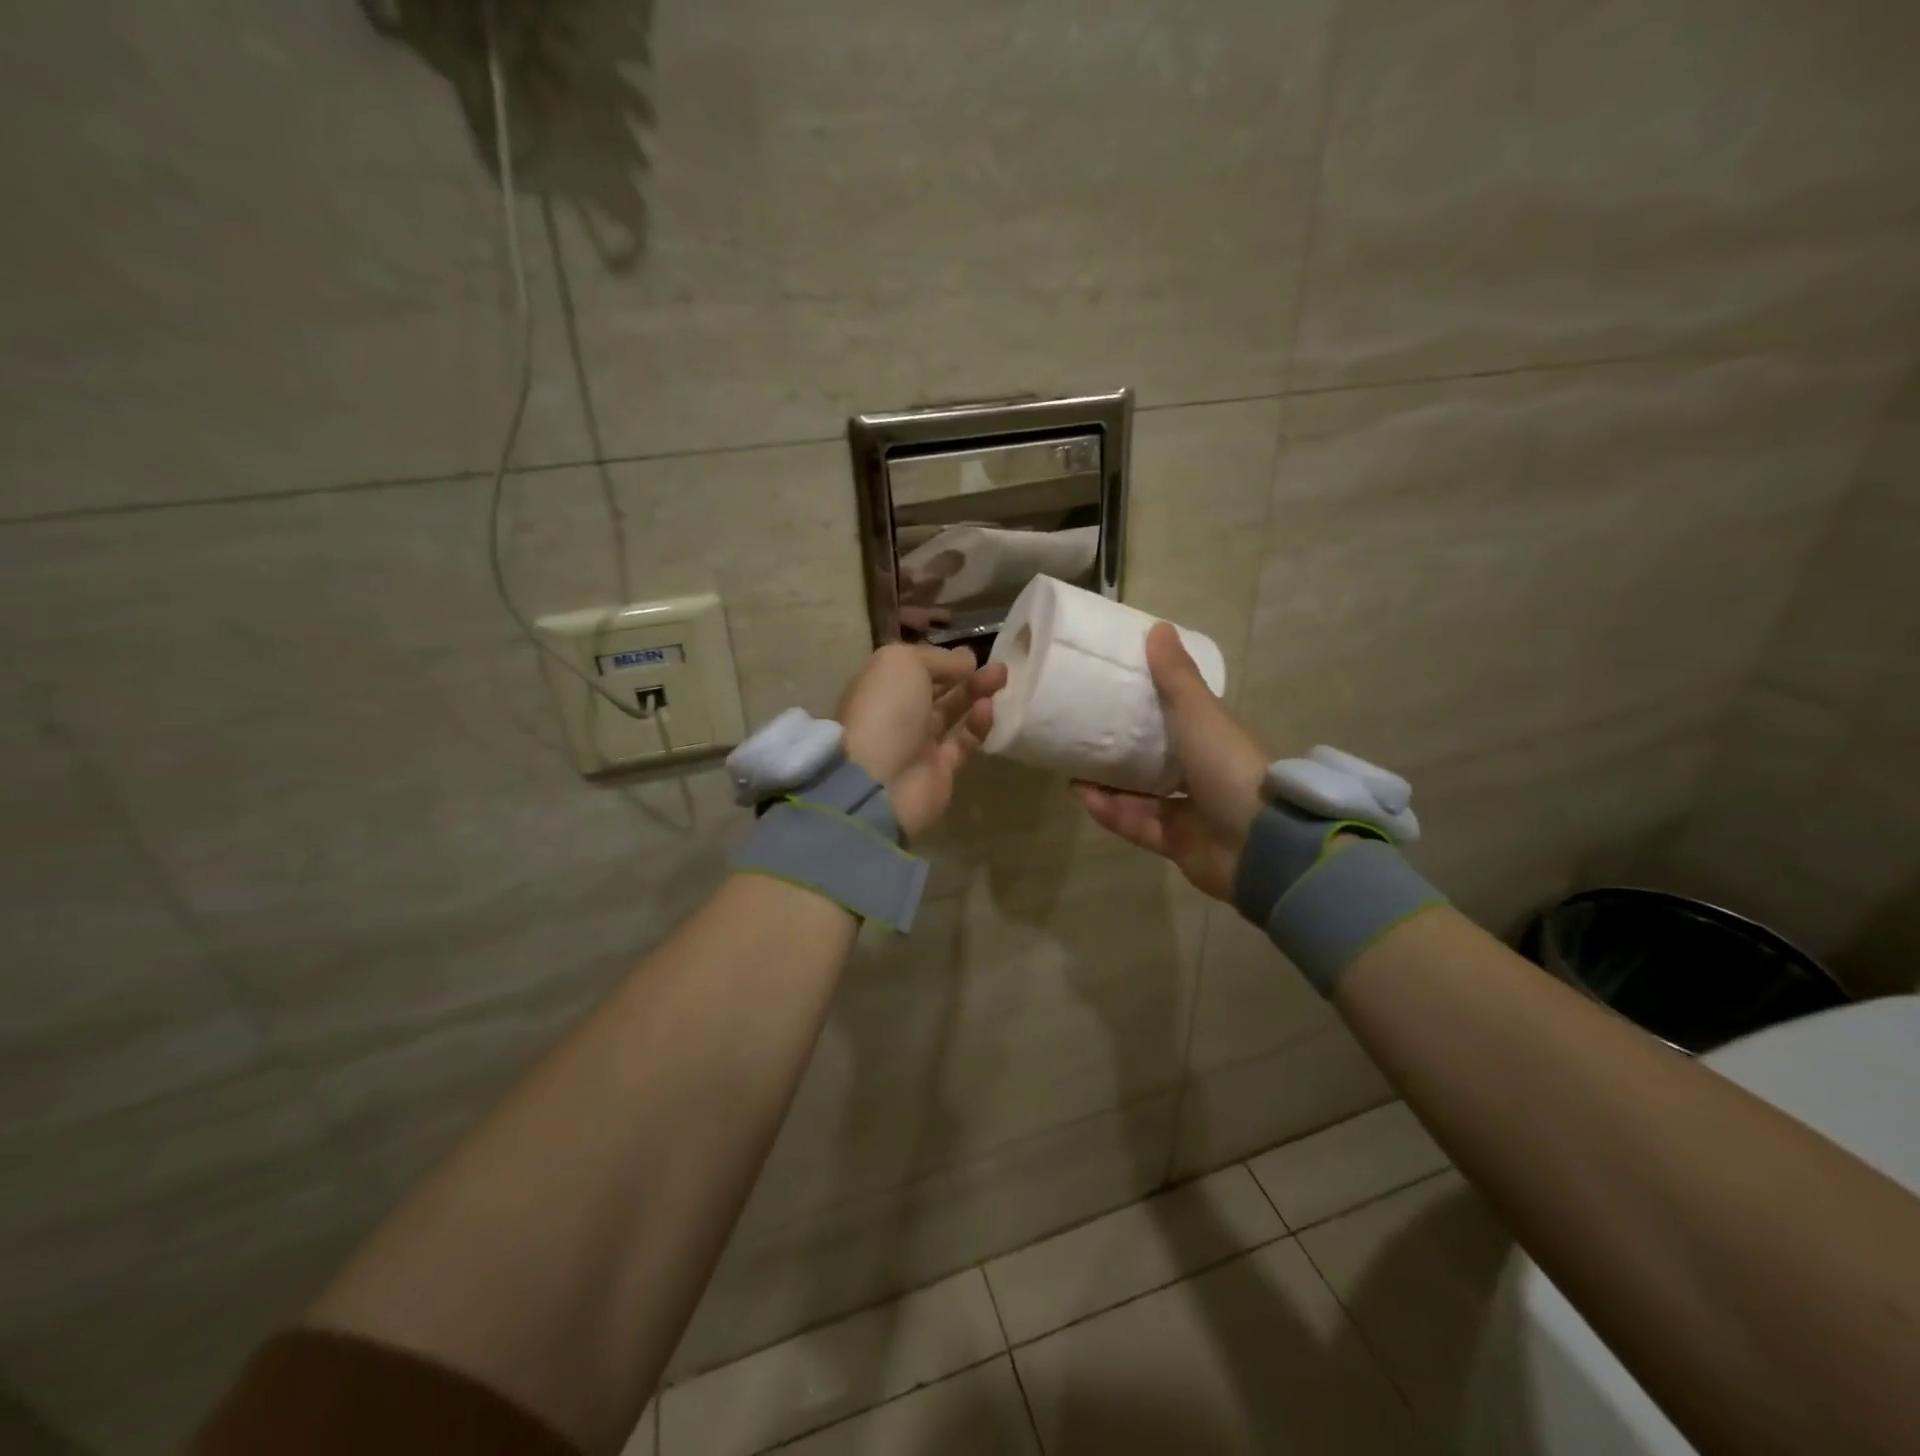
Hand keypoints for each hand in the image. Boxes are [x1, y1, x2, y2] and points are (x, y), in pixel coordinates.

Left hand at [839, 643, 1007, 840]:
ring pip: (952, 713)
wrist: (879, 781)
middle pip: (937, 689)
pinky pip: (962, 742)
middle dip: (966, 675)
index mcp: (881, 685)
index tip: (971, 653)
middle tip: (998, 666)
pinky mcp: (940, 769)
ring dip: (977, 694)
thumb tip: (966, 660)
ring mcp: (918, 743)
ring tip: (1002, 677)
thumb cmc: (886, 710)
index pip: (915, 667)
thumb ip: (938, 658)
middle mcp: (898, 713)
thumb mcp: (904, 663)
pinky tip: (988, 708)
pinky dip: (977, 725)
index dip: (942, 659)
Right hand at [1073, 623, 1268, 901]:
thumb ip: (1177, 677)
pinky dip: (1112, 812)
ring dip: (1108, 785)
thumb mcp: (1201, 714)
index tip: (1114, 696)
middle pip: (1157, 763)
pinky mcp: (1176, 845)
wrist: (1258, 843)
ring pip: (1141, 797)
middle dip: (1122, 753)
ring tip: (1073, 769)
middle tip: (1085, 736)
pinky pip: (1137, 825)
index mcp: (1214, 744)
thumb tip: (1158, 627)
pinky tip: (1083, 796)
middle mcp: (1203, 778)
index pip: (1180, 722)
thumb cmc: (1229, 767)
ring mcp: (1190, 814)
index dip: (1151, 709)